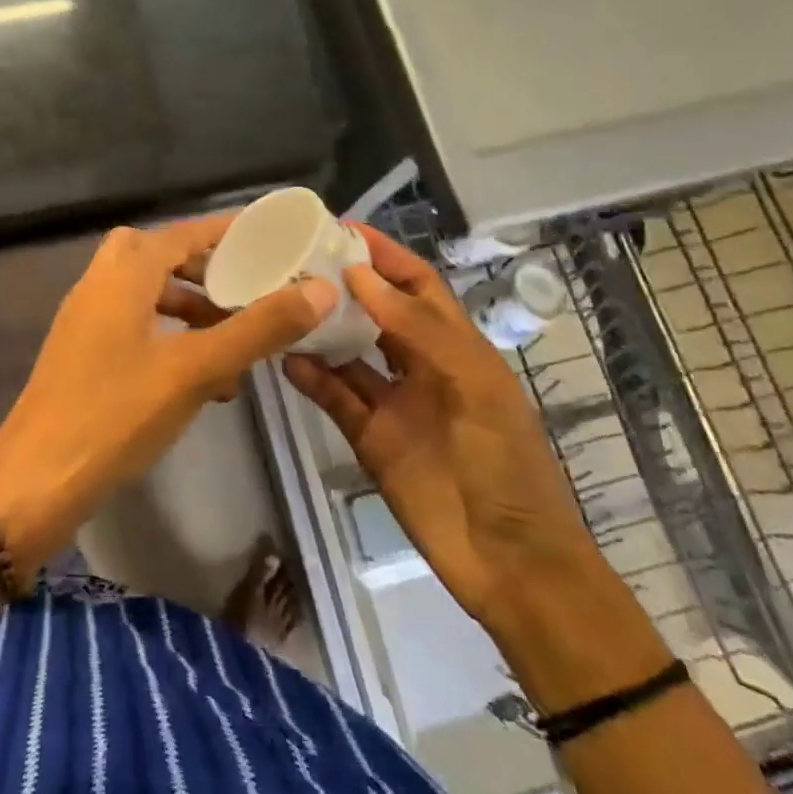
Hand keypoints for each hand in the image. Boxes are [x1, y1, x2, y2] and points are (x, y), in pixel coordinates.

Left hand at [0, 217, 337, 576]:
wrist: (35, 483)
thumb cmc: (115, 415)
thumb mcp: (195, 370)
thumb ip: (258, 328)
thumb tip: (321, 289)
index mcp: (122, 275)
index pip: (183, 234)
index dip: (227, 232)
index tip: (271, 239)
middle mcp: (98, 285)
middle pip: (157, 256)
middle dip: (204, 269)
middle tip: (246, 288)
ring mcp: (85, 321)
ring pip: (146, 294)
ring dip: (190, 308)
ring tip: (235, 340)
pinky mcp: (81, 355)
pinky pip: (133, 326)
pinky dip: (169, 337)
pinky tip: (202, 379)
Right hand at [283, 227, 605, 635]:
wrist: (511, 564)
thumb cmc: (507, 466)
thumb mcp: (475, 387)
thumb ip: (418, 330)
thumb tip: (361, 275)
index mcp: (457, 347)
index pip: (416, 285)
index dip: (384, 254)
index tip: (338, 229)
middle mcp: (422, 366)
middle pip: (377, 312)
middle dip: (343, 285)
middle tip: (294, 261)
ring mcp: (394, 403)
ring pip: (349, 353)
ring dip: (321, 329)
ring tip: (280, 303)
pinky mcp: (371, 439)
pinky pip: (335, 398)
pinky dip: (311, 379)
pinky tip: (284, 360)